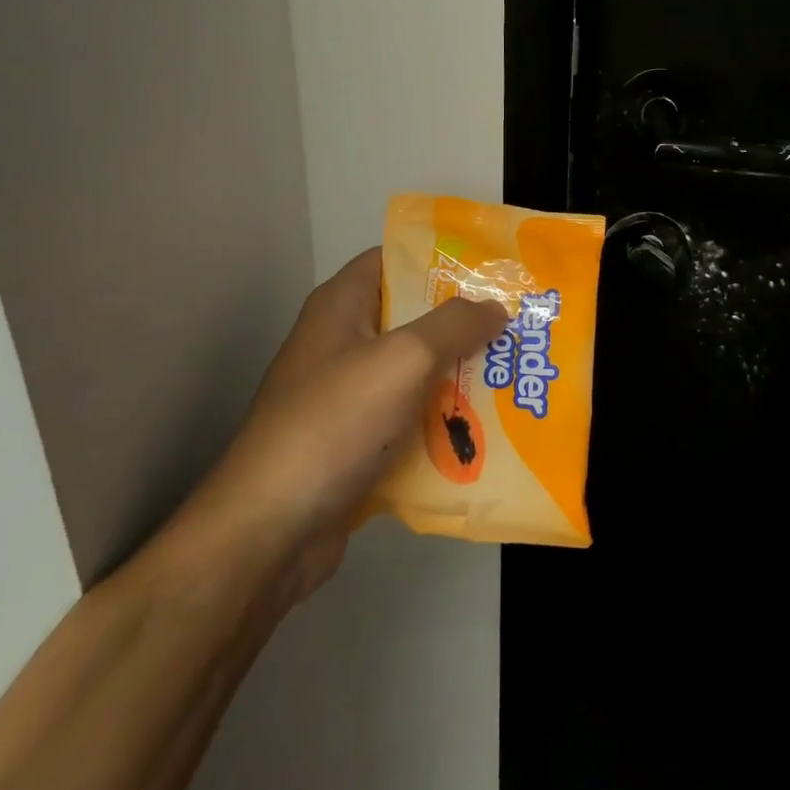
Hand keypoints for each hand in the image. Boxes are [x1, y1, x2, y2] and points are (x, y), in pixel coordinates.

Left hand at [173, 248, 507, 601]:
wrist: (270, 531)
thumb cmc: (334, 424)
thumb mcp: (403, 360)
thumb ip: (455, 326)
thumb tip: (496, 308)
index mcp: (342, 306)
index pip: (394, 259)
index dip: (443, 258)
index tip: (494, 269)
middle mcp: (342, 343)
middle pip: (413, 317)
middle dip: (466, 322)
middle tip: (520, 326)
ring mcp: (348, 396)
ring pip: (416, 372)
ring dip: (461, 376)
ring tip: (517, 375)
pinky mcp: (356, 442)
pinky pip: (410, 419)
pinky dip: (443, 422)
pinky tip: (489, 430)